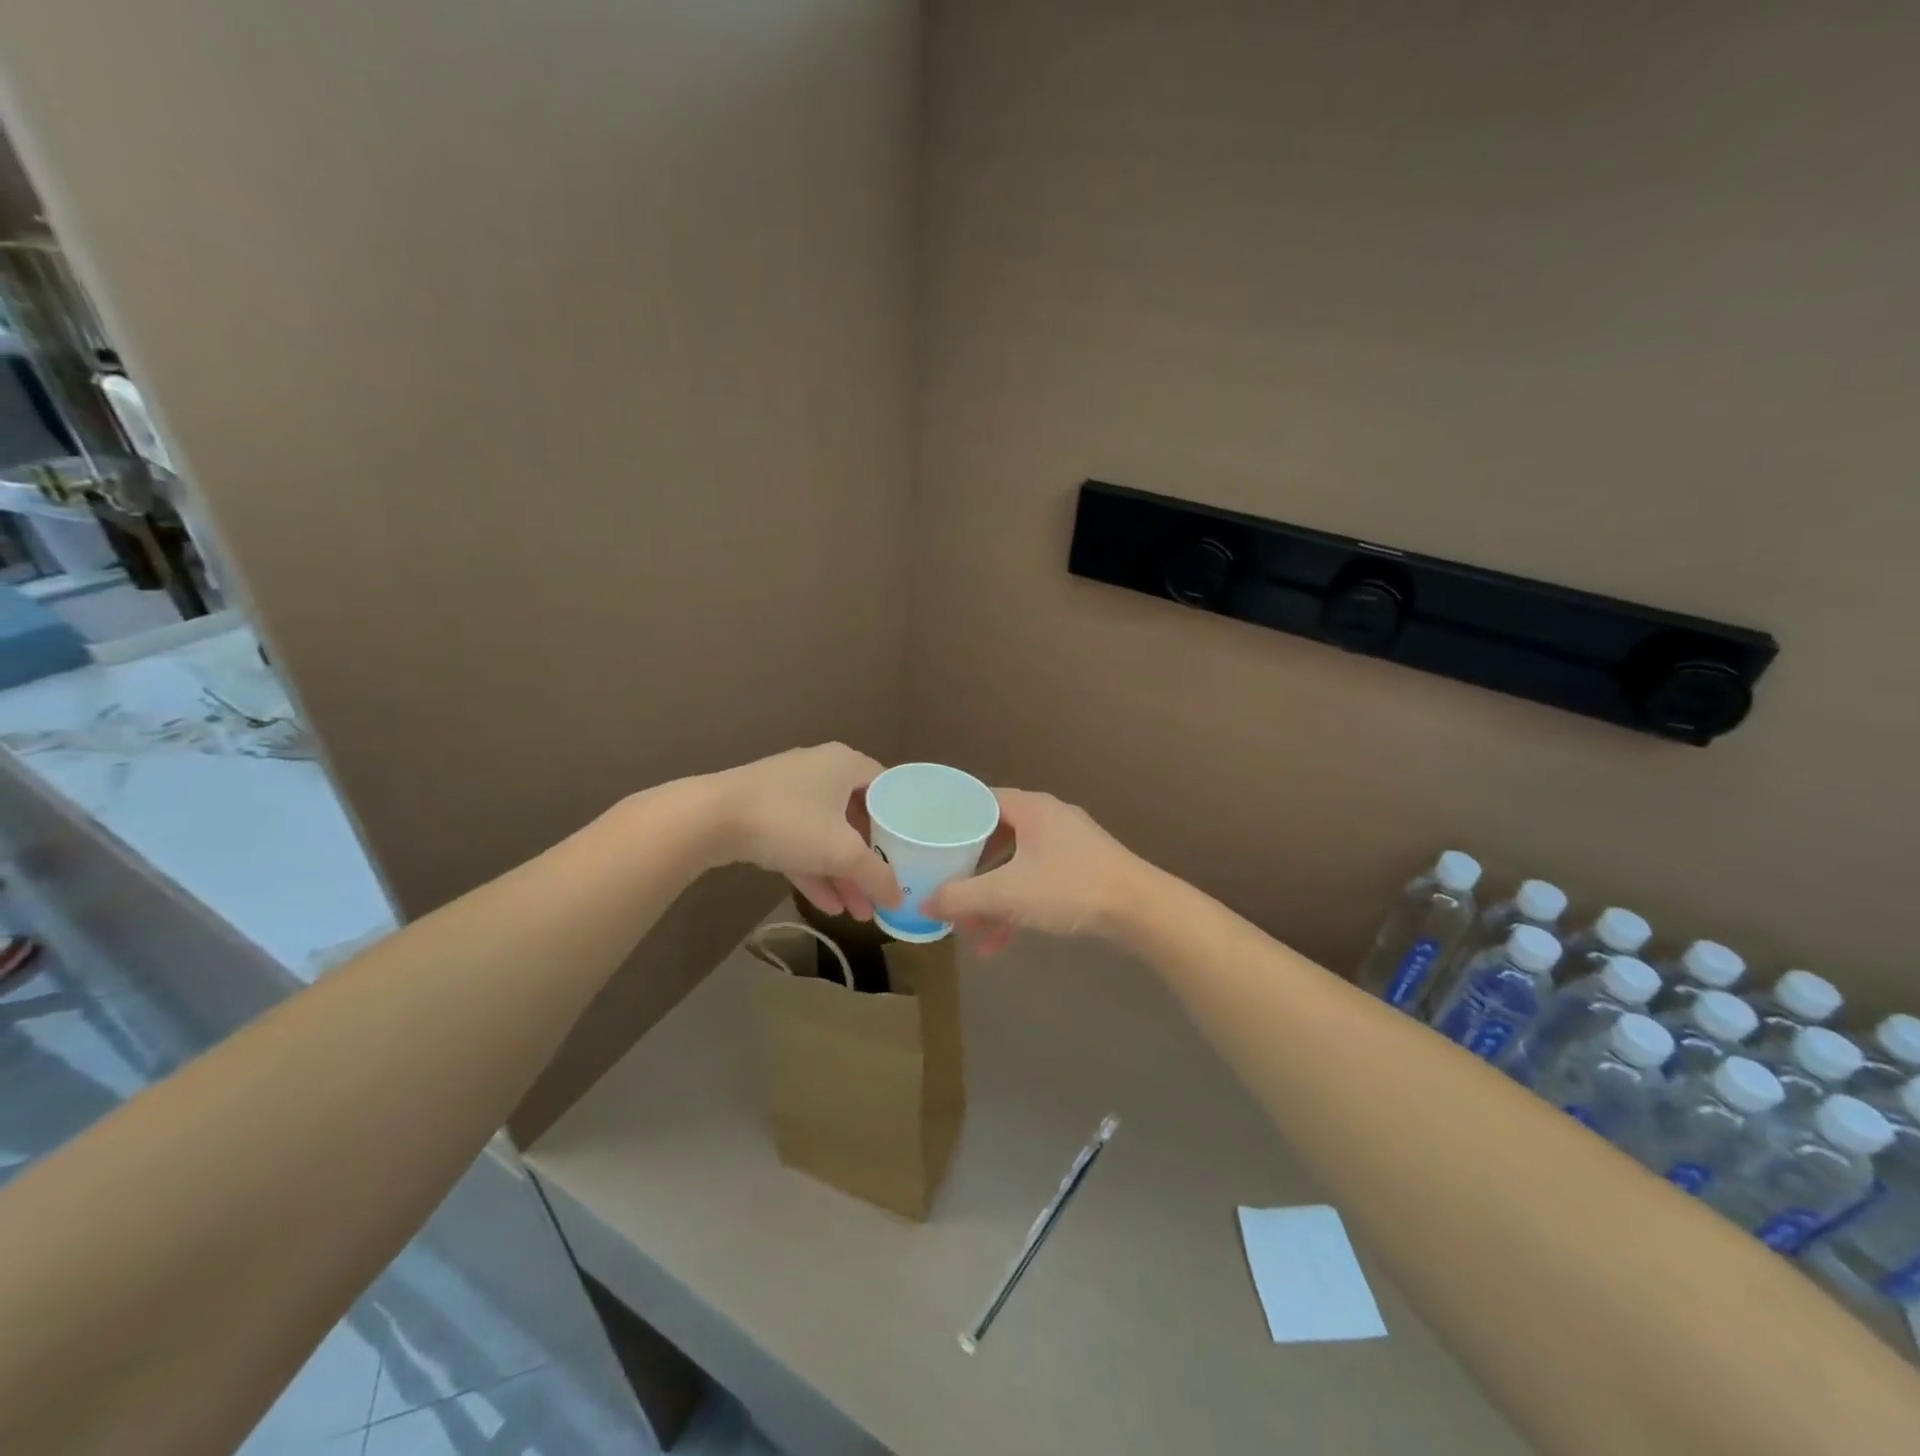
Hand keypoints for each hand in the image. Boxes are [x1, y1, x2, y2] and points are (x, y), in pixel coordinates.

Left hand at [708, 744, 900, 920]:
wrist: (709, 819)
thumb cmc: (789, 822)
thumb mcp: (842, 852)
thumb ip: (877, 875)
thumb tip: (900, 898)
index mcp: (846, 764)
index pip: (888, 788)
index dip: (903, 822)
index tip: (914, 852)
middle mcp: (821, 771)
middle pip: (857, 817)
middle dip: (869, 860)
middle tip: (883, 891)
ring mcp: (789, 792)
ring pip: (827, 835)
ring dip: (842, 874)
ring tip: (859, 913)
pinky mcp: (764, 814)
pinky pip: (800, 843)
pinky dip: (814, 871)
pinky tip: (829, 907)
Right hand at [924, 788, 1142, 952]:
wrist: (1140, 909)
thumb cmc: (1070, 887)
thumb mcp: (1008, 893)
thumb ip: (962, 898)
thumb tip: (924, 904)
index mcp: (1030, 808)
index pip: (978, 800)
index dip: (951, 819)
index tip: (928, 839)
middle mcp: (1047, 818)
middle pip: (994, 837)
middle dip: (969, 870)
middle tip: (945, 888)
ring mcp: (1067, 844)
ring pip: (1015, 865)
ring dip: (991, 897)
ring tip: (970, 929)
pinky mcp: (1081, 869)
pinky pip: (1036, 881)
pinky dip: (1016, 906)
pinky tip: (999, 942)